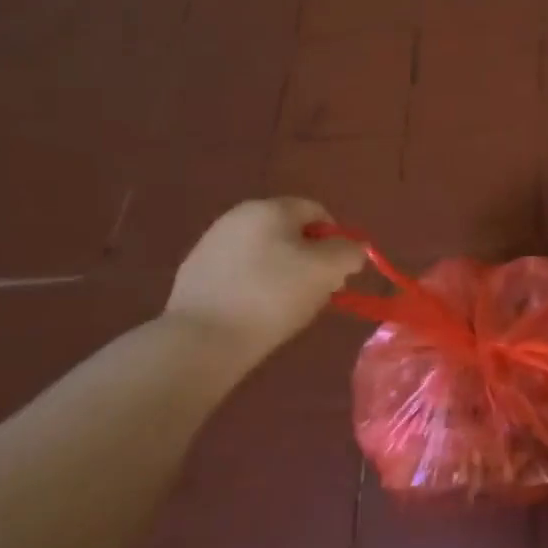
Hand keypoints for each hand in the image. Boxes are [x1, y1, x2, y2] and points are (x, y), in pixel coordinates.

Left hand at [166, 198, 365, 363]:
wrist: (202, 339)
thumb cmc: (273, 296)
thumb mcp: (328, 271)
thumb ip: (350, 252)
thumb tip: (352, 249)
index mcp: (270, 208)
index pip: (318, 211)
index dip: (337, 240)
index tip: (339, 273)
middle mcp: (237, 217)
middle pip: (290, 232)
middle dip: (310, 258)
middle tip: (318, 292)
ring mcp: (211, 244)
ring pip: (265, 253)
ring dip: (283, 274)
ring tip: (287, 307)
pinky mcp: (194, 274)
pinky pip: (240, 273)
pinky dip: (255, 287)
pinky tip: (257, 314)